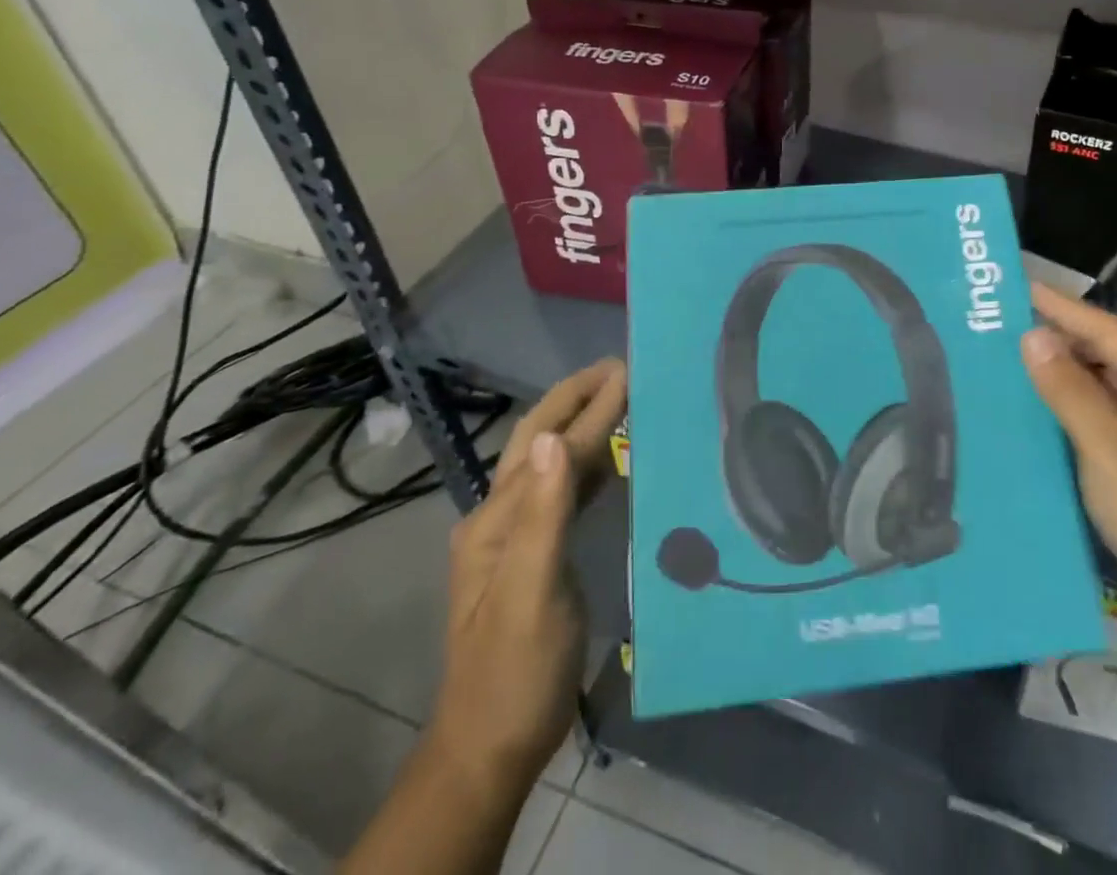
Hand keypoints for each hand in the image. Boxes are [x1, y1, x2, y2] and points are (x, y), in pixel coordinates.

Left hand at [430, 358, 626, 789]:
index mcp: (496, 520)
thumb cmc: (515, 672)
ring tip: (621, 397)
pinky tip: (612, 458)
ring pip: (549, 463)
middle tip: (620, 368)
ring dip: (583, 425)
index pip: (549, 447)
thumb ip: (542, 516)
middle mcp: (499, 518)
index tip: (625, 370)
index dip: (589, 407)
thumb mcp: (529, 596)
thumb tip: (552, 439)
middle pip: (538, 442)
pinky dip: (589, 463)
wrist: (491, 747)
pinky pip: (563, 492)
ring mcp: (514, 537)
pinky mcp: (534, 555)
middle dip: (575, 399)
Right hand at [1023, 283, 1116, 631]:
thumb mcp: (1109, 449)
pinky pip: (1098, 411)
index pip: (1106, 329)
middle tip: (999, 322)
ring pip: (1099, 382)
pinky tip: (1031, 403)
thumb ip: (1069, 390)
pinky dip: (1066, 402)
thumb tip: (1032, 335)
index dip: (1060, 306)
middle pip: (1103, 352)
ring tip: (1005, 354)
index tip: (1015, 286)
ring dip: (1058, 370)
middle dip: (1055, 336)